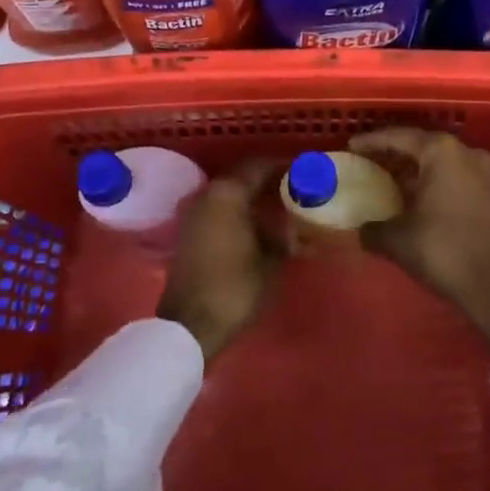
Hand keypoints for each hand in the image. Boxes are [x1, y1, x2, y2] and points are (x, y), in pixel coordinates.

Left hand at [157, 157, 284, 361]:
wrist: (190, 324)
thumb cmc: (235, 287)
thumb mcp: (270, 262)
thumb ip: (285, 238)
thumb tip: (296, 230)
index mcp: (228, 193)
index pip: (258, 166)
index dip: (281, 166)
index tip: (301, 170)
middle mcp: (207, 193)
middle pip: (241, 176)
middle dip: (266, 179)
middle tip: (292, 187)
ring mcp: (194, 211)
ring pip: (228, 192)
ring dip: (251, 194)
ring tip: (277, 205)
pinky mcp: (188, 230)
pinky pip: (218, 207)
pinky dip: (237, 208)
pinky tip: (255, 223)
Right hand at [352, 127, 489, 353]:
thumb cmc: (445, 250)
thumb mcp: (399, 240)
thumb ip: (374, 229)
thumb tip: (361, 231)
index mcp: (441, 151)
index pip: (399, 137)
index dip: (372, 141)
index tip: (352, 145)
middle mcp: (464, 152)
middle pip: (421, 145)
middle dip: (395, 153)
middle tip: (369, 160)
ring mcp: (482, 171)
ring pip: (440, 161)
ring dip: (416, 168)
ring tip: (389, 179)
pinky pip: (454, 176)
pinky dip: (433, 181)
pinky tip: (416, 197)